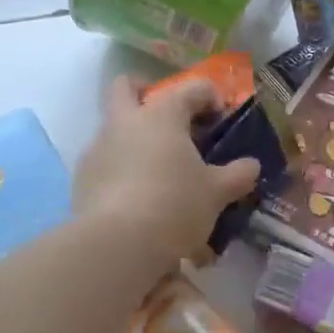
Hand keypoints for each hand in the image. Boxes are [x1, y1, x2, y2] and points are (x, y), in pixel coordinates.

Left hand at [73, 76, 260, 265]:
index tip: (221, 118)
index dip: (209, 97)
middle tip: (170, 118)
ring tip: (159, 170)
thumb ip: (238, 175)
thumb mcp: (217, 193)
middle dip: (147, 92)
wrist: (116, 245)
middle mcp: (125, 122)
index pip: (190, 89)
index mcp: (161, 115)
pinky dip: (122, 169)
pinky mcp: (82, 178)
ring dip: (135, 138)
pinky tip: (138, 196)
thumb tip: (251, 166)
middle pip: (126, 87)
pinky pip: (105, 161)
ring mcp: (97, 148)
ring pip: (114, 127)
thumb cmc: (175, 205)